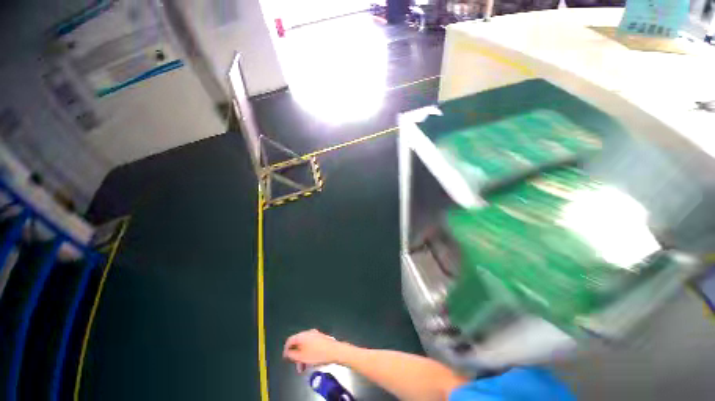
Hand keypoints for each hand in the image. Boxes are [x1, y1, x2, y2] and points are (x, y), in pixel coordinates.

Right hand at [283, 329, 350, 372]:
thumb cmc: (317, 354)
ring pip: (305, 345)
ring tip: (304, 366)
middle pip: (298, 343)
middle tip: (297, 365)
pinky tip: (311, 361)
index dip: (286, 349)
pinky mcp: (321, 338)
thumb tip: (288, 352)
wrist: (334, 351)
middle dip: (296, 355)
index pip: (290, 340)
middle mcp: (308, 332)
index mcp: (302, 335)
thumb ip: (292, 355)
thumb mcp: (301, 357)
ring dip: (302, 356)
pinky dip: (309, 352)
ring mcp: (315, 334)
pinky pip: (311, 345)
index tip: (286, 357)